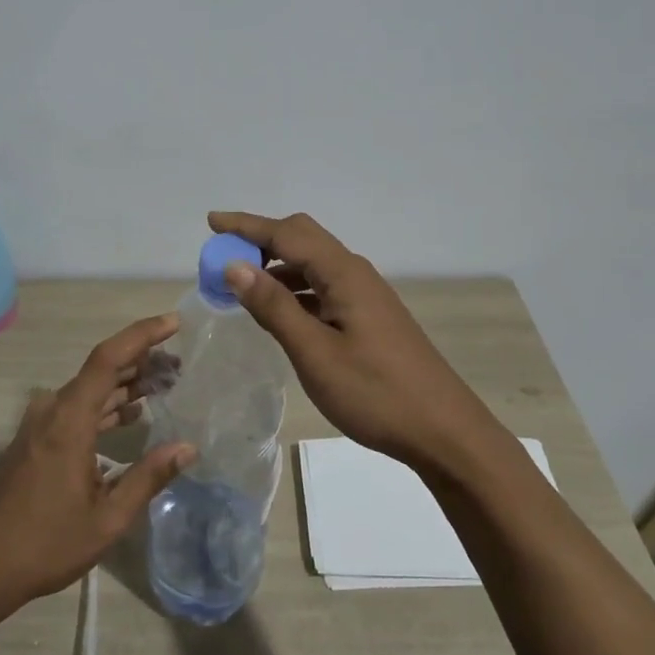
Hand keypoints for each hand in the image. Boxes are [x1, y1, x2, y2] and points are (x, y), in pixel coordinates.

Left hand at [0, 314, 195, 615]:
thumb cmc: (44, 544)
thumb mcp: (107, 519)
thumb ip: (148, 478)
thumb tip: (188, 448)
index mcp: (69, 419)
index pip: (108, 358)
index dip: (142, 335)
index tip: (174, 323)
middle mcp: (53, 409)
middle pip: (102, 369)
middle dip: (142, 360)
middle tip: (180, 363)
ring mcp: (41, 422)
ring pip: (90, 388)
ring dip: (126, 383)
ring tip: (165, 383)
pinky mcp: (36, 437)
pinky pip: (78, 407)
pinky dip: (107, 405)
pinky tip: (131, 414)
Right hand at [208, 210, 502, 472]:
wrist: (443, 431)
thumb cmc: (376, 393)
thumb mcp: (315, 353)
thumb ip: (274, 307)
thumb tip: (235, 266)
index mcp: (343, 274)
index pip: (287, 233)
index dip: (247, 226)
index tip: (211, 222)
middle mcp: (355, 273)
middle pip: (303, 238)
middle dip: (261, 239)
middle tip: (224, 254)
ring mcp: (365, 295)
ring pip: (313, 263)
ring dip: (276, 265)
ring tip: (241, 284)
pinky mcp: (369, 316)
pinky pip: (323, 286)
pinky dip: (294, 288)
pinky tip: (279, 311)